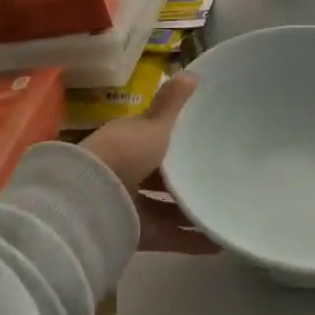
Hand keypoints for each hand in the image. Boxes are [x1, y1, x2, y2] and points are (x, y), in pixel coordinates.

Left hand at [81, 74, 213, 253]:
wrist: (91, 201)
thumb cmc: (125, 153)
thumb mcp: (154, 124)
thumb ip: (173, 103)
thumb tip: (192, 73)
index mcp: (128, 141)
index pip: (153, 136)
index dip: (175, 136)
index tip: (204, 135)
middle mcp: (127, 171)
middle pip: (161, 173)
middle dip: (185, 174)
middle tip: (219, 172)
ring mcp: (130, 204)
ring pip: (166, 206)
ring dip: (191, 208)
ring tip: (223, 208)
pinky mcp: (136, 234)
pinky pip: (169, 235)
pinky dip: (191, 239)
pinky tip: (217, 241)